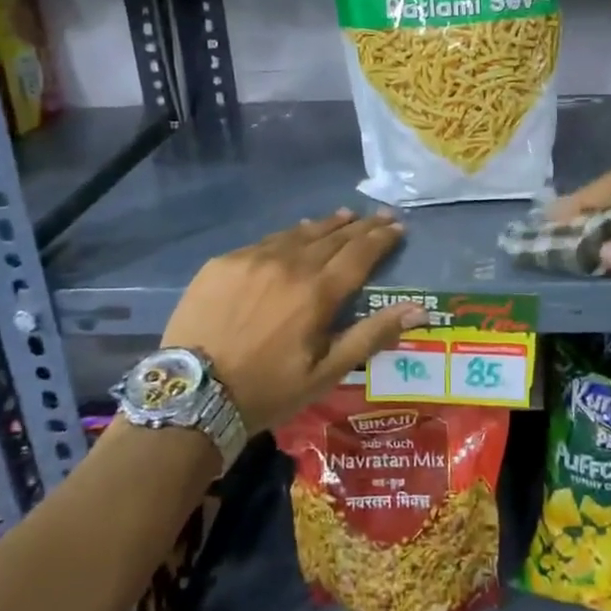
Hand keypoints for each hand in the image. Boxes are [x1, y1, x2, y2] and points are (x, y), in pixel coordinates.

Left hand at [163, 209, 424, 434]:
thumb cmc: (268, 390)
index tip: (398, 226)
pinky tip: (295, 234)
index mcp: (318, 292)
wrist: (192, 394)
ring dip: (327, 225)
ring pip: (299, 233)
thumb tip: (418, 309)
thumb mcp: (326, 372)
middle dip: (361, 226)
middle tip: (379, 215)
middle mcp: (289, 264)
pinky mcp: (223, 262)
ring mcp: (253, 259)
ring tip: (345, 216)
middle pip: (333, 237)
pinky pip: (266, 241)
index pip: (360, 254)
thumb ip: (371, 335)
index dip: (381, 238)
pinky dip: (289, 235)